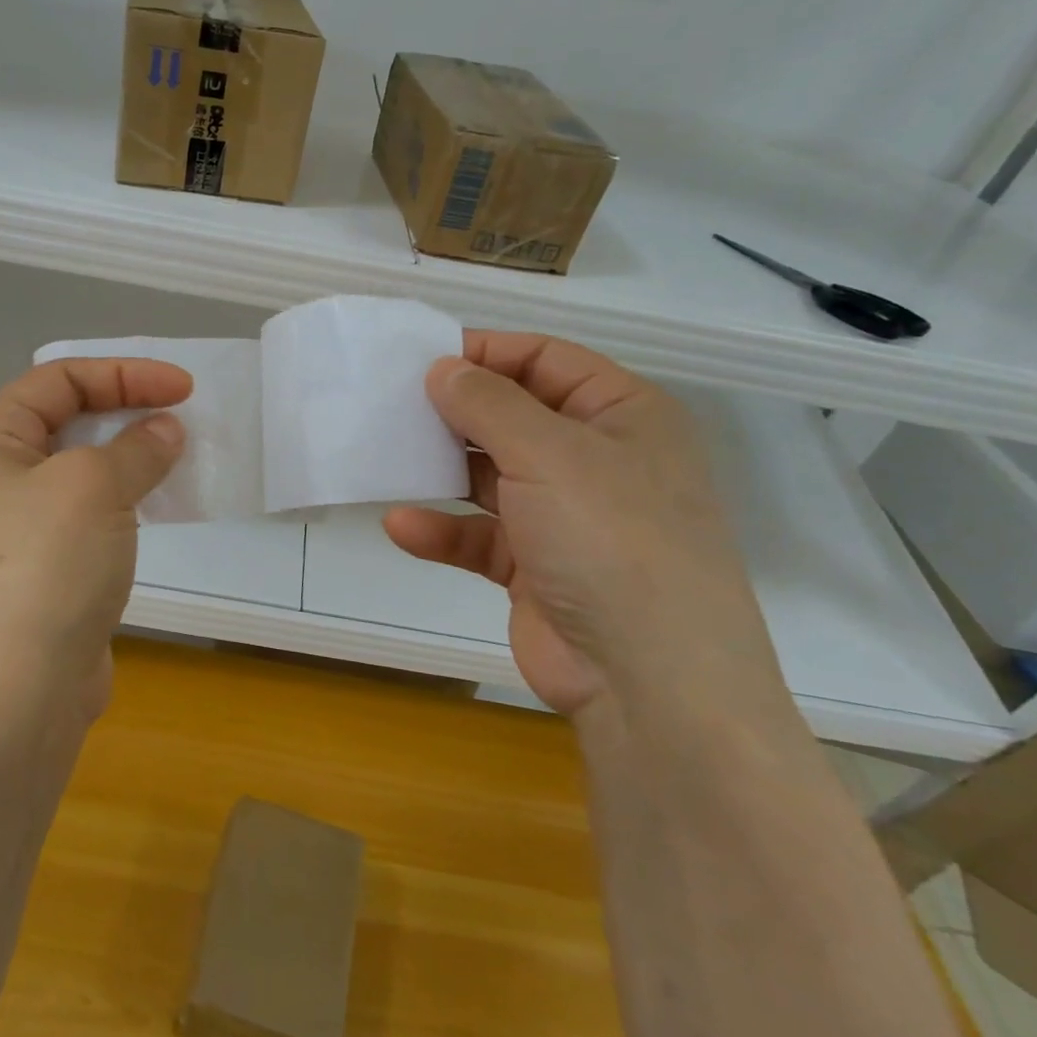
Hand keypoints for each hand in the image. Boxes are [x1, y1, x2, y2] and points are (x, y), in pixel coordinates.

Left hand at [0, 358, 189, 724]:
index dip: (123, 374)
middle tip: (184, 418)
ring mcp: (20, 528)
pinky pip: (92, 514)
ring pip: (84, 470)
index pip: (58, 379)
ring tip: (181, 458)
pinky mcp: (48, 569)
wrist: (11, 699)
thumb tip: (165, 431)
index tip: (182, 389)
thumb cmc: (43, 569)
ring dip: (133, 457)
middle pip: (69, 420)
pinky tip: (162, 507)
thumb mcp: (92, 487)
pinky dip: (128, 501)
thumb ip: (136, 448)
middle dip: (128, 411)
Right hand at [384, 332, 788, 723]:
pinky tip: (401, 525)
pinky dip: (443, 530)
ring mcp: (566, 517)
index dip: (486, 353)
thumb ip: (488, 403)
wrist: (649, 683)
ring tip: (387, 457)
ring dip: (442, 470)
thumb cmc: (611, 538)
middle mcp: (597, 460)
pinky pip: (480, 536)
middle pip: (514, 415)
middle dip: (456, 411)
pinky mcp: (536, 568)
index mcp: (622, 415)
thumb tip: (443, 368)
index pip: (546, 360)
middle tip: (392, 403)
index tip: (422, 357)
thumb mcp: (549, 453)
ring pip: (492, 476)